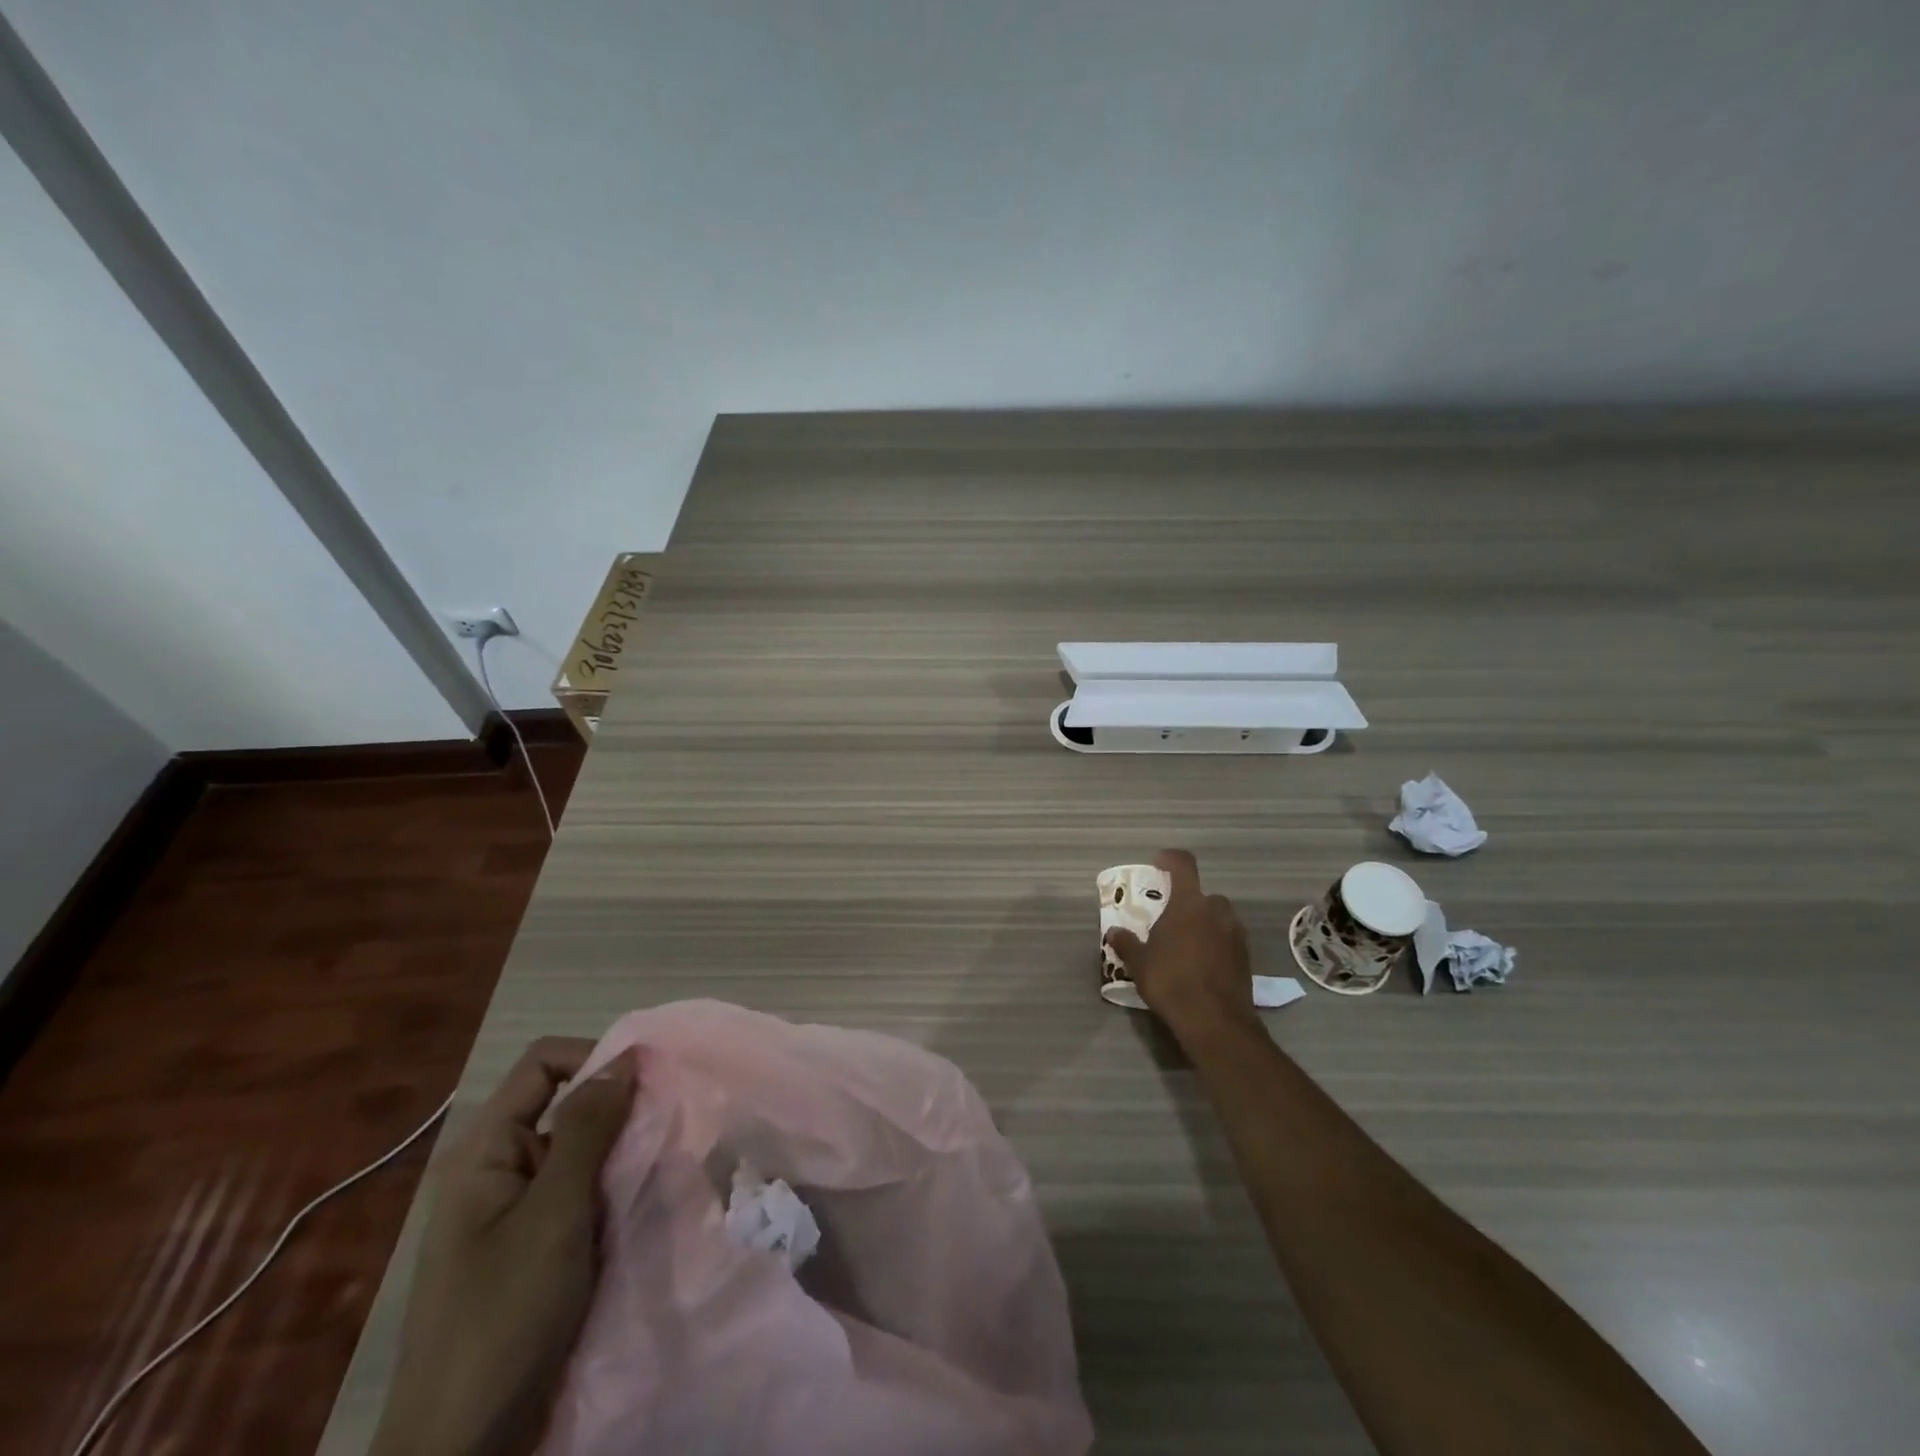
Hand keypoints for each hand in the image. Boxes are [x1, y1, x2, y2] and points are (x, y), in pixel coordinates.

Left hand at [372, 1039, 635, 1455]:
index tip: (648, 1081)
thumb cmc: (503, 1316)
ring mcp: (511, 1213)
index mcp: (485, 1151)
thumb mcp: (554, 1213)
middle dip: (616, 1110)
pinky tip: (638, 1210)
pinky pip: (577, 1195)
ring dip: (618, 1155)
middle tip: (663, 1129)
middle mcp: (496, 1170)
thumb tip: (624, 1055)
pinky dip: (610, 1193)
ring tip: (658, 1170)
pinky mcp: (531, 1249)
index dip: (595, 1058)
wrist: (460, 1449)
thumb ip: (588, 1128)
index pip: (544, 1064)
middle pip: (563, 1105)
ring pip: (577, 1153)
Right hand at [1103, 849, 1261, 1044]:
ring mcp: (1236, 934)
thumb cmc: (1171, 981)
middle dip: (1188, 902)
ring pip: (1219, 917)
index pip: (1183, 865)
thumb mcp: (1139, 963)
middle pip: (1203, 895)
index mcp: (1189, 904)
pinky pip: (1228, 939)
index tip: (1158, 863)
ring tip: (1185, 944)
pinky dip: (1216, 944)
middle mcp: (1217, 911)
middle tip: (1170, 919)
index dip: (1170, 859)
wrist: (1215, 1021)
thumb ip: (1126, 943)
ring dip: (1204, 923)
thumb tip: (1113, 932)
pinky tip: (1201, 964)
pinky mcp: (1246, 957)